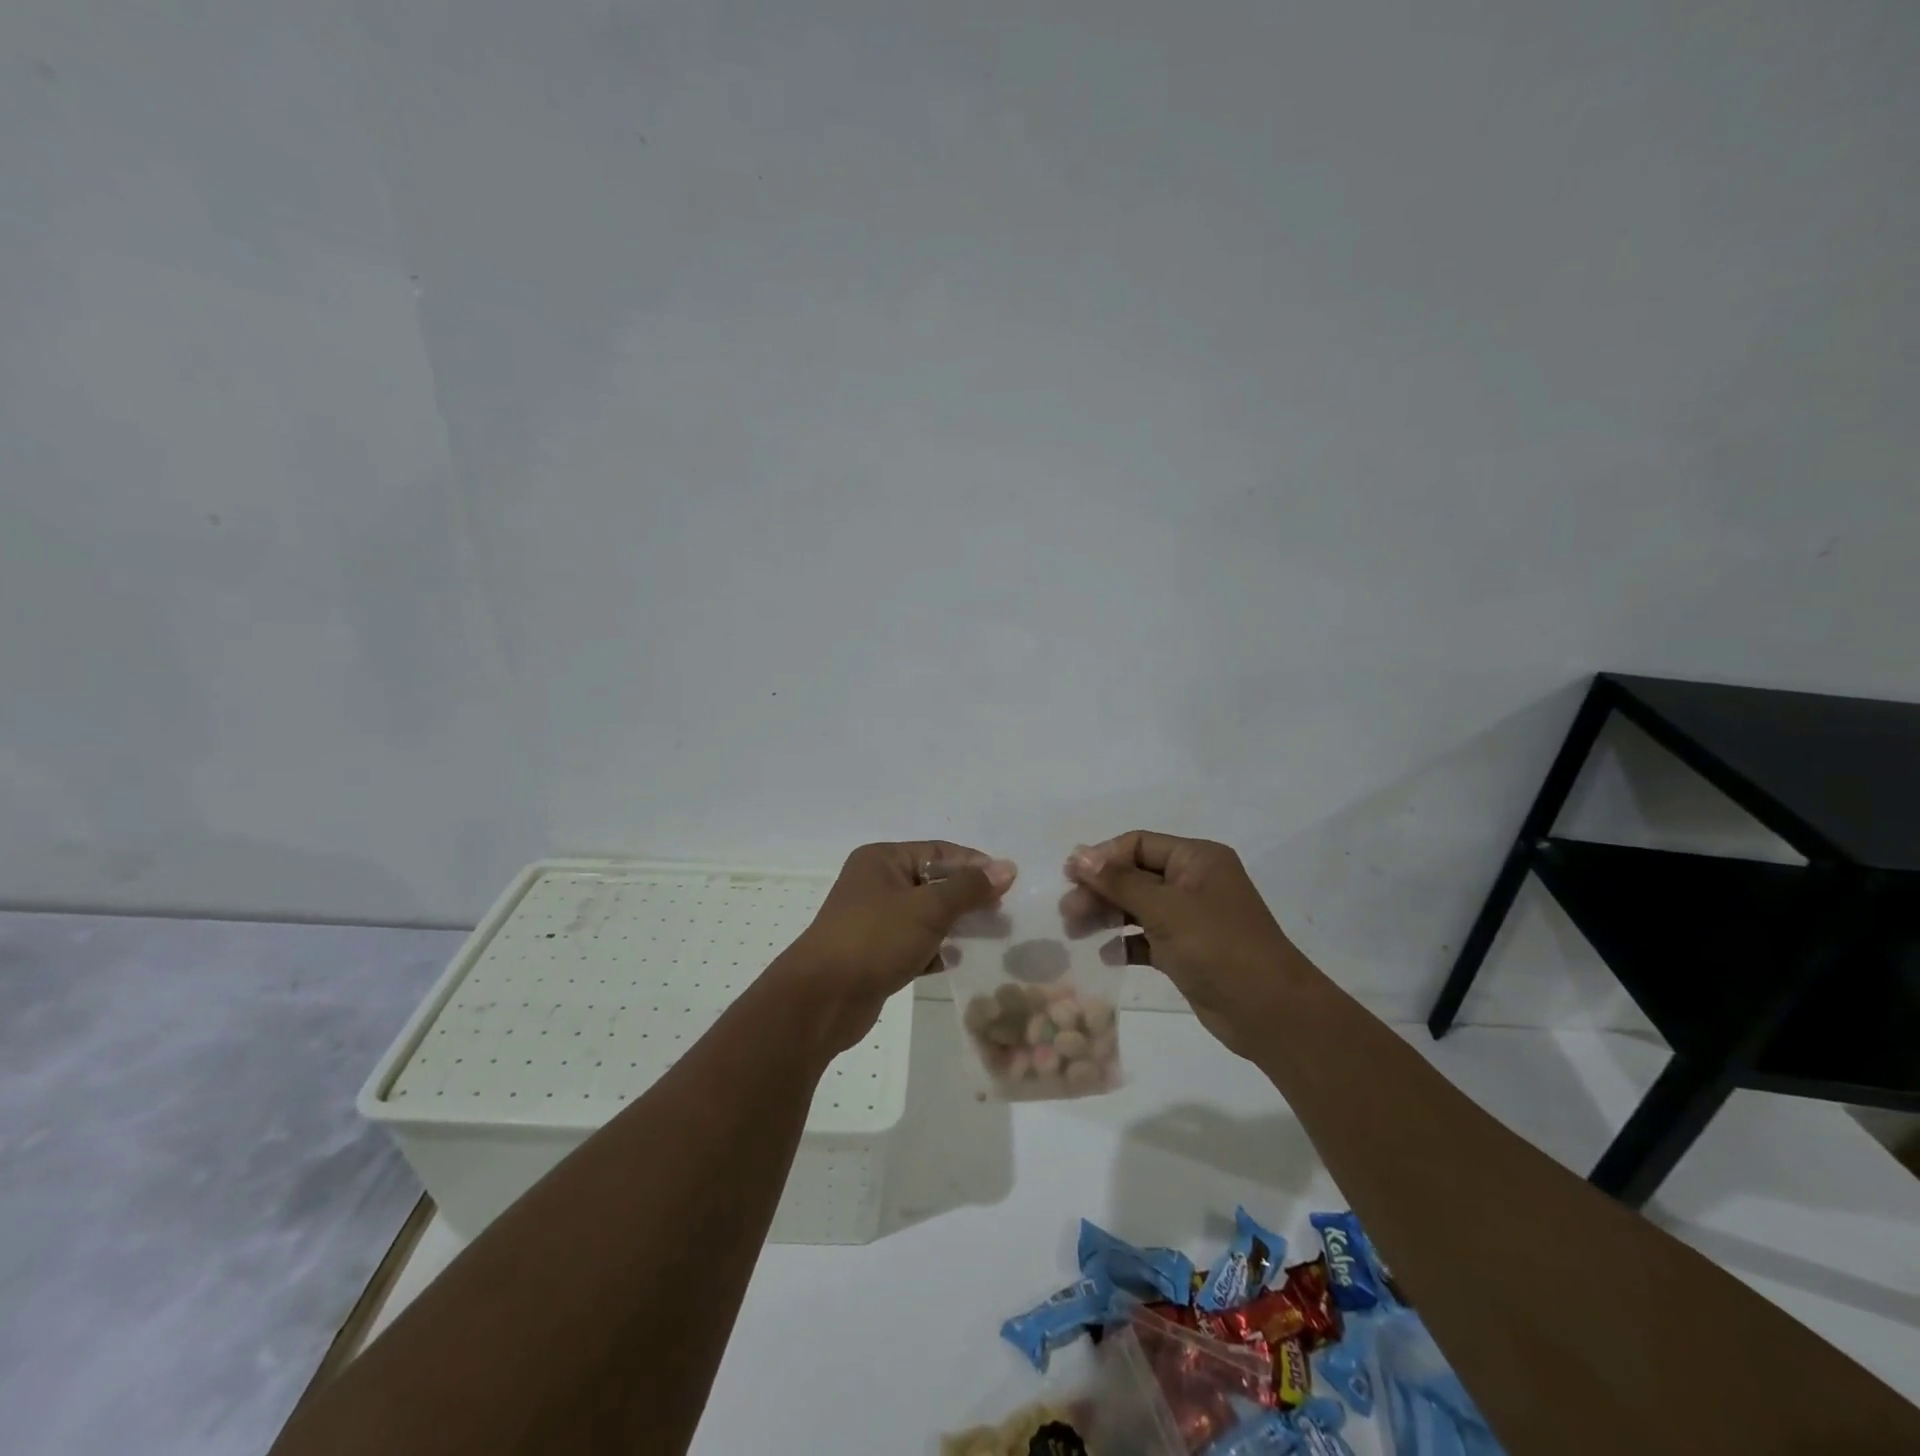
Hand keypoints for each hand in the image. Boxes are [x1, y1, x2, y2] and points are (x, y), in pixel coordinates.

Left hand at [780, 841, 1015, 1052]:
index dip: (974, 864)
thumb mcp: (929, 908)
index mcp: (883, 859)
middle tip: (1002, 914)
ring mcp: (872, 919)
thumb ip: (969, 888)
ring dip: (954, 925)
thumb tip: (1008, 867)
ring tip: (989, 938)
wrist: (821, 999)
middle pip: (932, 882)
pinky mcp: (873, 953)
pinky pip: (913, 943)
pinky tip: (954, 962)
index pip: (938, 851)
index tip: (1007, 883)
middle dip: (967, 897)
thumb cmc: (875, 939)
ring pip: (924, 915)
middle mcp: (875, 882)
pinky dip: (934, 950)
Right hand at [1064, 831, 1304, 1059]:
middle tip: (1068, 912)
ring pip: (1138, 907)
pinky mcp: (1187, 951)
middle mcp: (1194, 882)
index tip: (1070, 877)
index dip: (1103, 858)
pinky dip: (1126, 943)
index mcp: (1197, 859)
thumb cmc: (1218, 947)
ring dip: (1107, 915)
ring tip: (1075, 930)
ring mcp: (1191, 918)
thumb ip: (1119, 881)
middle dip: (1100, 890)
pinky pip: (1147, 938)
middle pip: (1135, 875)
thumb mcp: (1165, 908)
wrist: (1270, 1012)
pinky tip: (1106, 955)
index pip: (1139, 845)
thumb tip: (1079, 855)